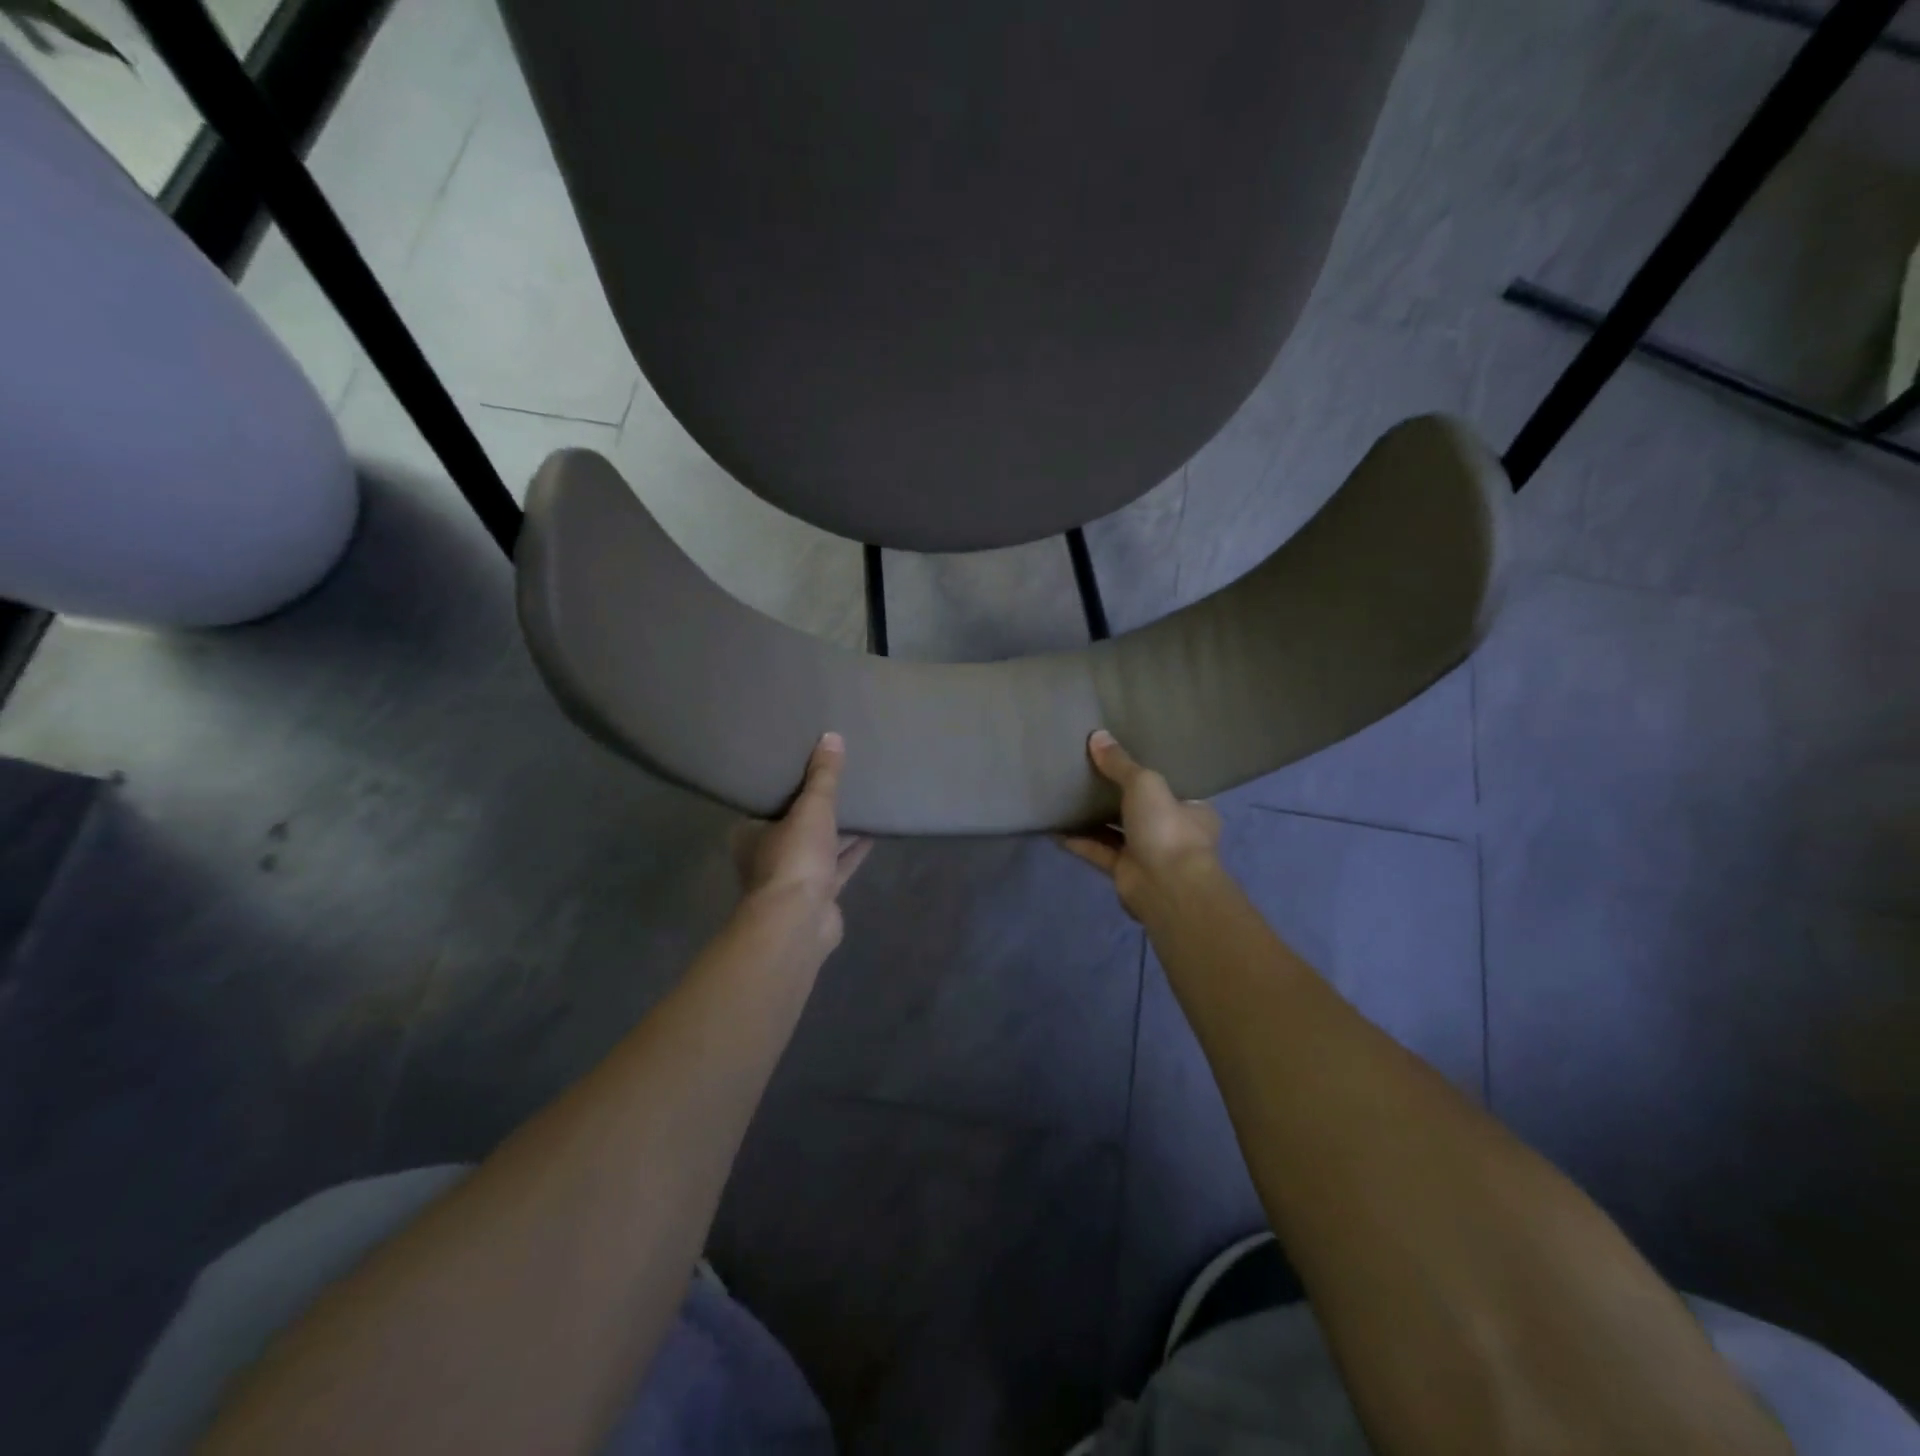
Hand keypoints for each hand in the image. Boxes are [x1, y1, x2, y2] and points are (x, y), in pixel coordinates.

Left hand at [731, 732, 872, 946]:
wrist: (799, 922)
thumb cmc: (794, 858)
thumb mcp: (812, 808)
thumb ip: (823, 776)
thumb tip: (831, 737)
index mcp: (752, 832)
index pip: (768, 800)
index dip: (788, 783)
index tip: (806, 762)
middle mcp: (768, 854)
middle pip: (796, 822)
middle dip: (817, 805)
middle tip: (840, 777)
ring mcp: (794, 877)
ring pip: (819, 845)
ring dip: (838, 828)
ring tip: (862, 799)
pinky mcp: (819, 894)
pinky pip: (837, 864)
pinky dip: (852, 850)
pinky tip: (873, 832)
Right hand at [1060, 729, 1222, 921]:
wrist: (1167, 887)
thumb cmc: (1167, 827)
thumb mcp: (1145, 783)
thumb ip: (1120, 763)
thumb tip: (1097, 736)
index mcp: (1191, 809)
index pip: (1171, 787)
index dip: (1148, 774)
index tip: (1124, 759)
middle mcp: (1172, 831)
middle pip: (1140, 808)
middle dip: (1117, 795)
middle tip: (1089, 772)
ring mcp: (1148, 854)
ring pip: (1117, 830)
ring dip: (1094, 817)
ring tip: (1067, 795)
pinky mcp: (1125, 872)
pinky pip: (1098, 851)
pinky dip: (1079, 840)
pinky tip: (1056, 828)